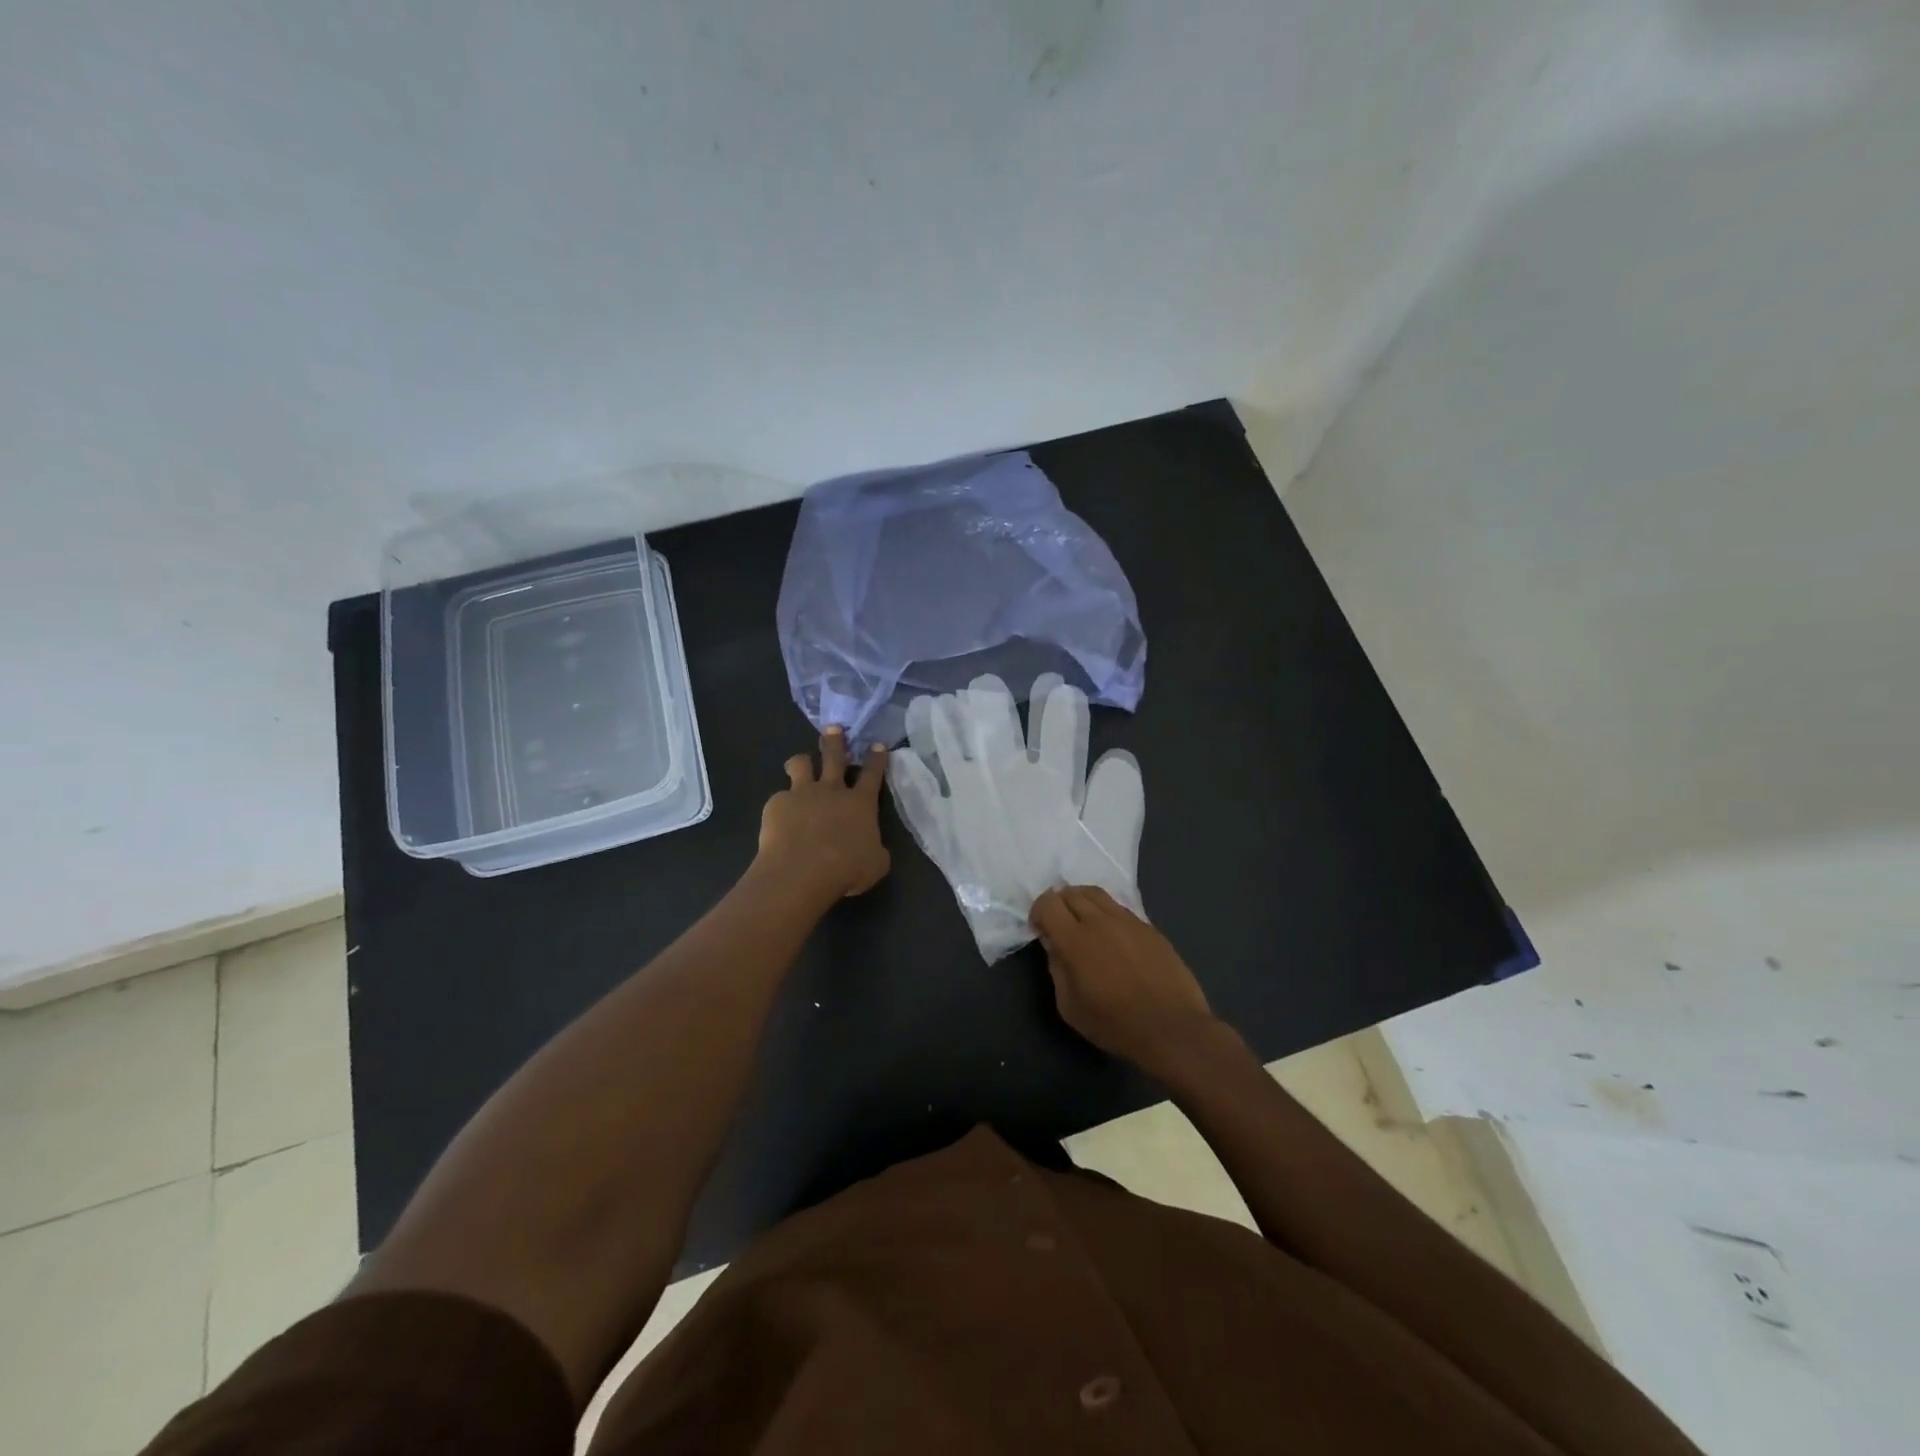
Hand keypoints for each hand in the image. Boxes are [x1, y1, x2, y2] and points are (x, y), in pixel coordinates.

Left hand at [756, 727, 890, 903]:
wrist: (802, 872)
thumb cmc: (846, 870)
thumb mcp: (875, 864)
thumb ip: (874, 849)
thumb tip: (871, 847)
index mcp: (861, 803)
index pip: (872, 774)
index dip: (876, 759)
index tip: (877, 745)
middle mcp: (832, 790)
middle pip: (834, 756)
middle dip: (835, 740)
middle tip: (833, 729)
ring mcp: (802, 793)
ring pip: (801, 764)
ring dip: (802, 762)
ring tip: (800, 764)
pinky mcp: (777, 803)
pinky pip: (780, 797)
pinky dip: (782, 805)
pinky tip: (780, 818)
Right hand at [1030, 886, 1222, 1078]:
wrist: (1172, 1029)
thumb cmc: (1115, 1025)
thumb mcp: (1070, 1007)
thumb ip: (1057, 969)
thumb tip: (1054, 944)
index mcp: (1076, 940)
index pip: (1049, 903)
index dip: (1038, 912)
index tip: (1040, 930)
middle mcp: (1101, 921)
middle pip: (1072, 892)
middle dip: (1059, 904)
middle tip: (1059, 925)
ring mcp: (1128, 921)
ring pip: (1097, 894)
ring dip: (1082, 902)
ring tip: (1083, 924)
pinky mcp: (1149, 928)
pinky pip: (1120, 908)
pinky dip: (1106, 913)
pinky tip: (1112, 936)